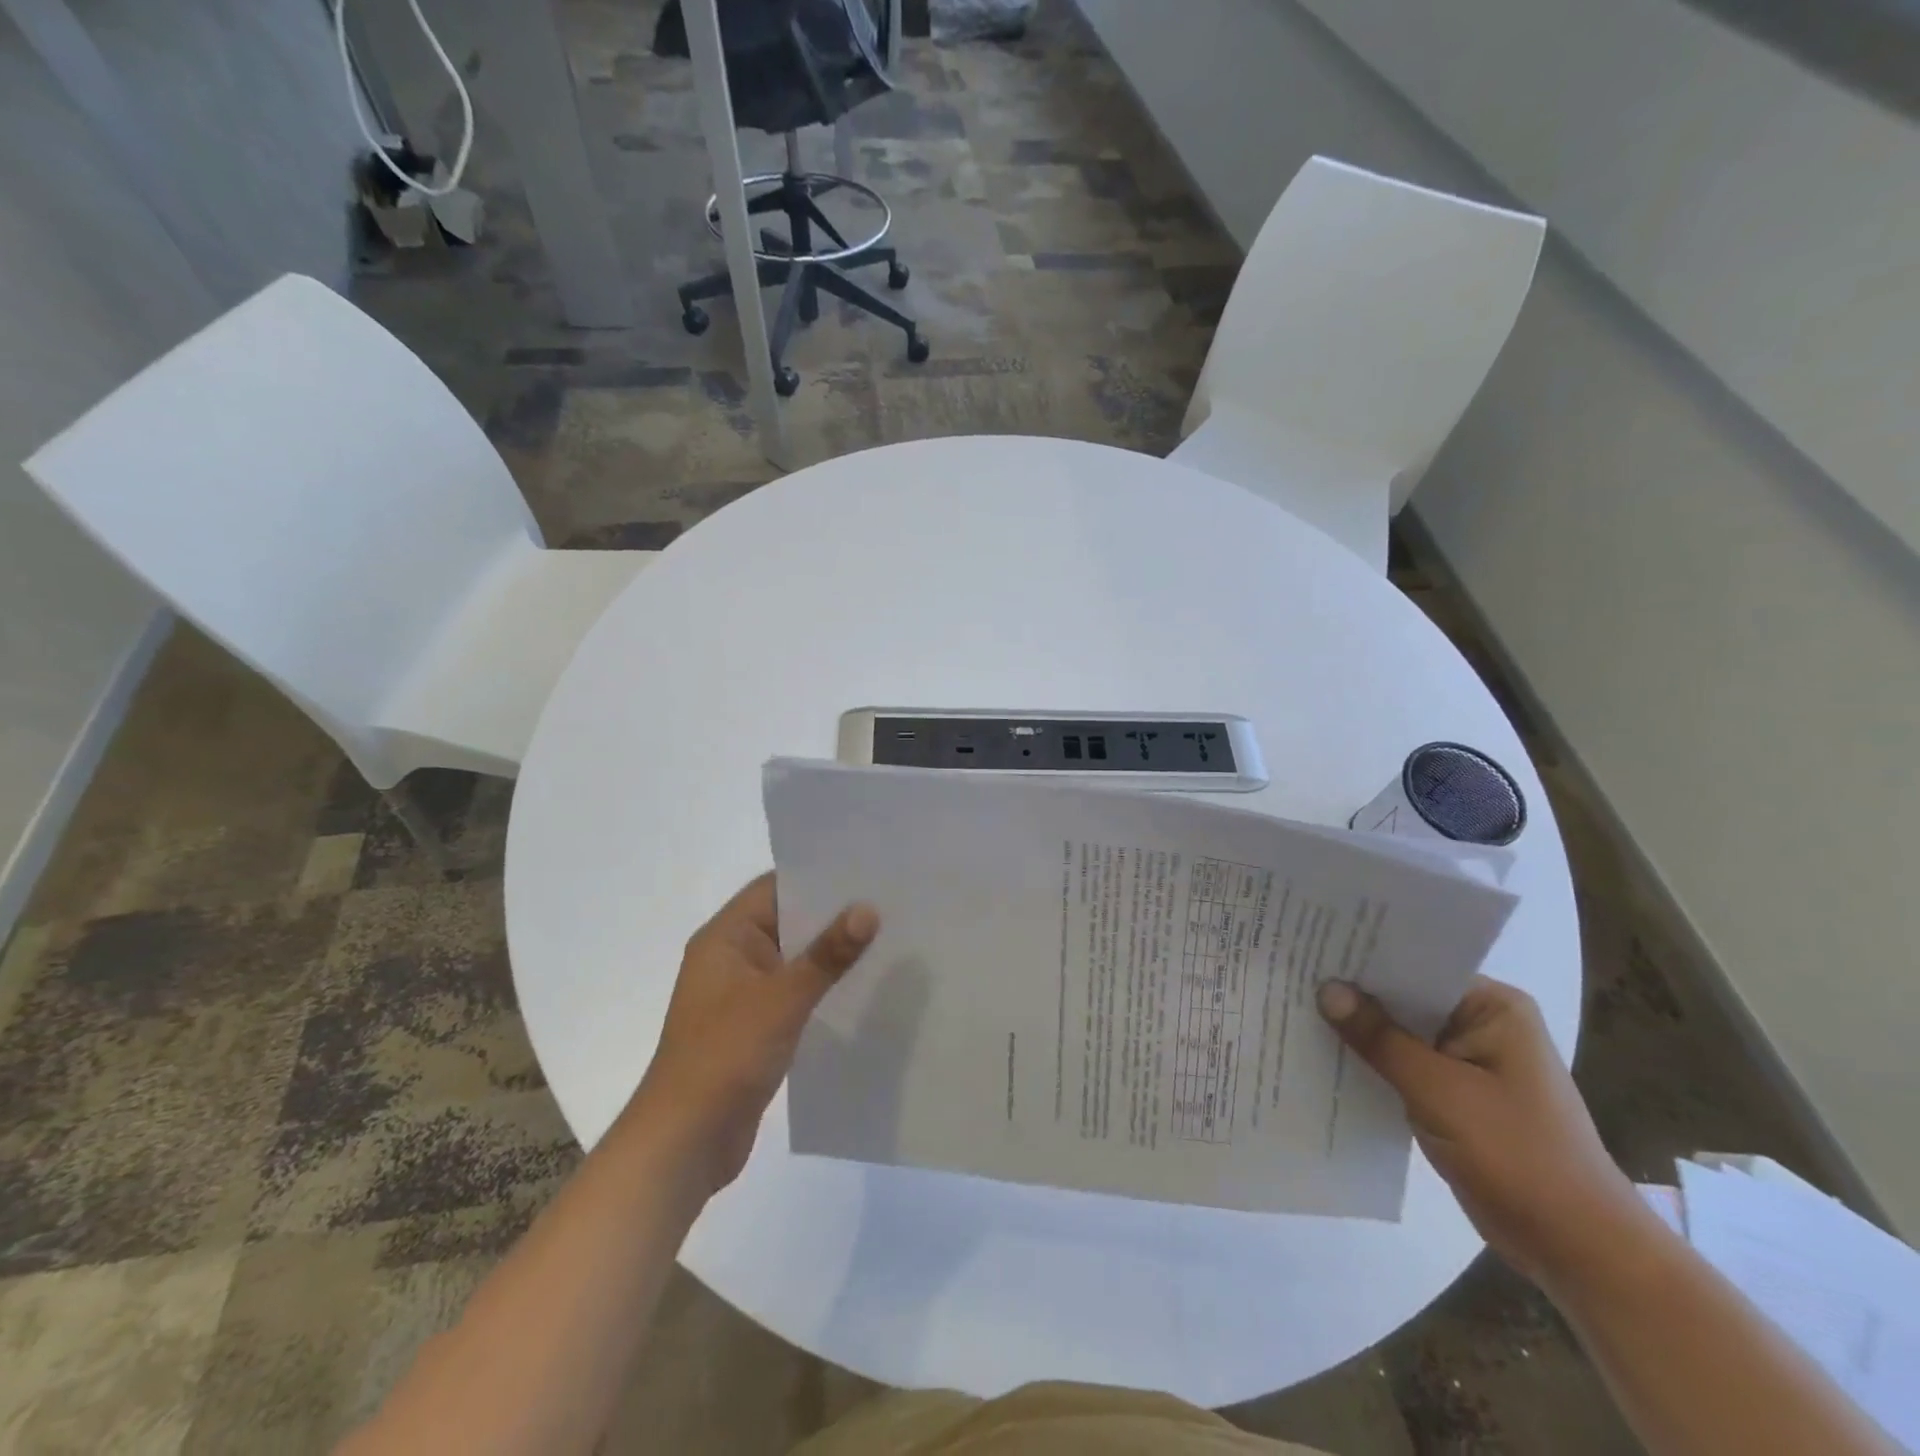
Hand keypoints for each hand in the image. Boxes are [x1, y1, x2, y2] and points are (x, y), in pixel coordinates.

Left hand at [636, 874, 877, 1195]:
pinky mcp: (755, 1027)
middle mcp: (732, 957)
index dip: (819, 877)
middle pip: (788, 922)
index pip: (775, 888)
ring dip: (831, 955)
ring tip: (888, 941)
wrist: (684, 1143)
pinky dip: (823, 989)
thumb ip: (827, 954)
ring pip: (795, 960)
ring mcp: (742, 995)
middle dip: (834, 916)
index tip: (867, 872)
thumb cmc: (725, 1056)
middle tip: (890, 904)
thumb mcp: (782, 999)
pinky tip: (863, 990)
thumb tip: (868, 909)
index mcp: (725, 937)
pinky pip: (795, 994)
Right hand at [1318, 976, 1648, 1288]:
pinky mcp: (1454, 1095)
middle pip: (1404, 998)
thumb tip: (1326, 989)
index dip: (1363, 958)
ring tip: (1293, 1006)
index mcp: (1492, 1007)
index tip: (1310, 946)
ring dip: (1358, 1031)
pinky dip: (1371, 1063)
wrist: (1578, 1249)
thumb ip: (1381, 1039)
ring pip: (1399, 1034)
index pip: (1416, 966)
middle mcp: (1480, 1024)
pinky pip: (1402, 1065)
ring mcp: (1467, 1061)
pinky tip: (1323, 1055)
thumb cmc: (1519, 1156)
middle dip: (1353, 994)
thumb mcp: (1440, 1092)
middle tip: (1290, 972)